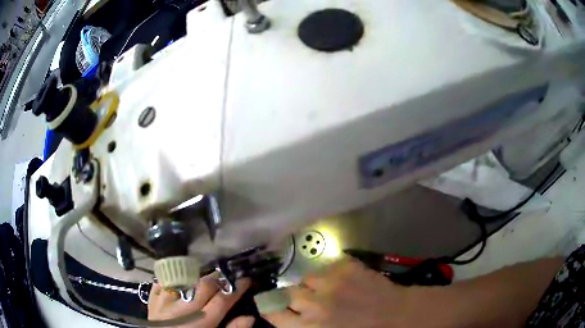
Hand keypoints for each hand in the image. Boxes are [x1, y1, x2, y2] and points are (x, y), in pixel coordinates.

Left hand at [148, 274, 254, 327]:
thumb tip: (249, 317)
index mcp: (201, 322)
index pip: (222, 299)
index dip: (237, 288)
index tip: (246, 279)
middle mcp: (183, 308)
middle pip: (204, 285)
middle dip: (219, 278)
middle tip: (227, 278)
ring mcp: (165, 301)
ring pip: (184, 279)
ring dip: (198, 276)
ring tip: (205, 278)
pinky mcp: (153, 299)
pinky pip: (164, 281)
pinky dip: (173, 279)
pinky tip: (181, 281)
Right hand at [262, 258, 413, 327]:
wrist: (397, 316)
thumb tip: (292, 319)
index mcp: (308, 326)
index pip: (274, 313)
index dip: (270, 309)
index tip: (272, 306)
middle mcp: (314, 304)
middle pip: (289, 293)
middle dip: (295, 297)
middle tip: (308, 300)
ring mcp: (331, 282)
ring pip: (308, 277)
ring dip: (314, 284)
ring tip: (328, 289)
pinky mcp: (347, 267)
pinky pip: (328, 266)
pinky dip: (332, 273)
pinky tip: (343, 280)